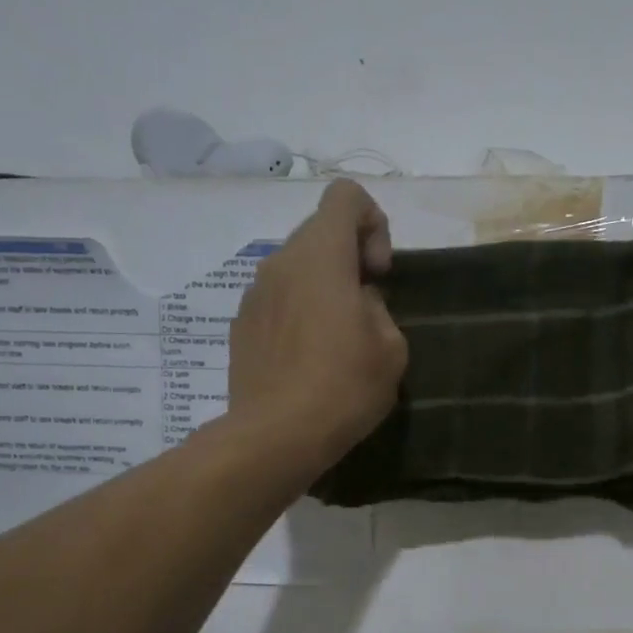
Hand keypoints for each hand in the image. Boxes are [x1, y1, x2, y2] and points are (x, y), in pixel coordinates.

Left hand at [227, 179, 408, 473]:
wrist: (275, 436)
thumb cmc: (343, 387)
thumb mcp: (391, 347)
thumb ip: (378, 307)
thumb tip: (358, 302)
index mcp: (320, 255)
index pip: (345, 196)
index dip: (373, 223)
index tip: (379, 272)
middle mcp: (280, 262)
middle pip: (319, 232)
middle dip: (349, 258)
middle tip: (366, 307)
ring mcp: (253, 294)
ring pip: (295, 269)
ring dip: (322, 288)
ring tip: (337, 339)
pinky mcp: (241, 326)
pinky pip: (277, 301)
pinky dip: (298, 313)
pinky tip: (308, 359)